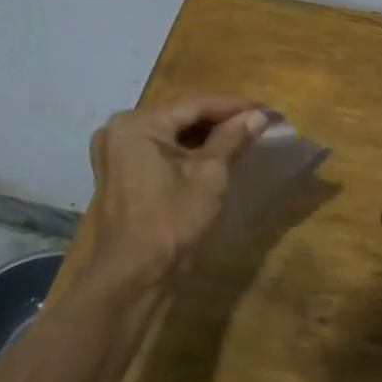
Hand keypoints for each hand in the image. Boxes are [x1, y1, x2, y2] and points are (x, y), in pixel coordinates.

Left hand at [83, 96, 269, 286]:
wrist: (137, 276)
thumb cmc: (173, 219)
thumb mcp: (209, 175)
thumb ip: (232, 139)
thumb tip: (258, 116)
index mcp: (136, 124)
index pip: (194, 105)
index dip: (233, 107)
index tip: (266, 109)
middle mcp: (118, 132)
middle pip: (180, 119)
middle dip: (220, 122)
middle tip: (257, 123)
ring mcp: (115, 156)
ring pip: (170, 137)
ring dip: (205, 139)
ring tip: (243, 138)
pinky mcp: (120, 177)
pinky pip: (159, 154)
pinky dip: (186, 154)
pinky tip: (215, 156)